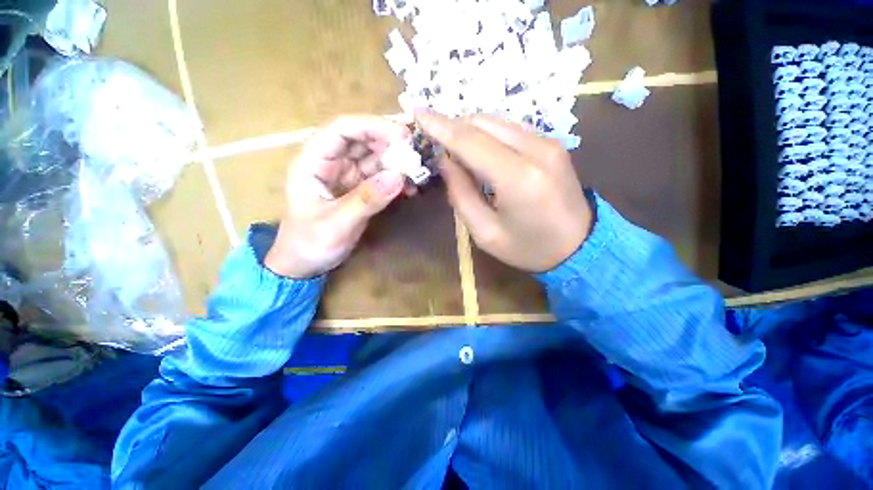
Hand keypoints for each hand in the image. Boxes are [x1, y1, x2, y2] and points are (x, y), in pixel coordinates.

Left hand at [265, 116, 410, 277]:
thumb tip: (399, 177)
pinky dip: (396, 179)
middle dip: (390, 143)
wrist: (306, 263)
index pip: (342, 129)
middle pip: (362, 139)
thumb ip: (366, 200)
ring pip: (374, 156)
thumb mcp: (337, 224)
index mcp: (313, 161)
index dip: (372, 126)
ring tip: (416, 174)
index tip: (403, 137)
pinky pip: (380, 176)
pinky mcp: (359, 188)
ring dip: (397, 162)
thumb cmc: (310, 243)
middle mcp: (331, 162)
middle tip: (416, 156)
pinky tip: (409, 188)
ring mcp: (347, 175)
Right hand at [416, 111, 591, 272]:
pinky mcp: (553, 144)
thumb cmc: (528, 248)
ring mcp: (549, 143)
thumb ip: (461, 194)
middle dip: (454, 127)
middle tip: (435, 142)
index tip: (417, 113)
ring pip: (498, 122)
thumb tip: (445, 160)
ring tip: (454, 148)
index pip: (470, 141)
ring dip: (470, 130)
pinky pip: (511, 129)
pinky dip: (489, 134)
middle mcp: (536, 150)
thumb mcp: (485, 232)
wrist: (581, 247)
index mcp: (518, 178)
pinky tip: (480, 151)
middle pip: (484, 123)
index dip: (440, 126)